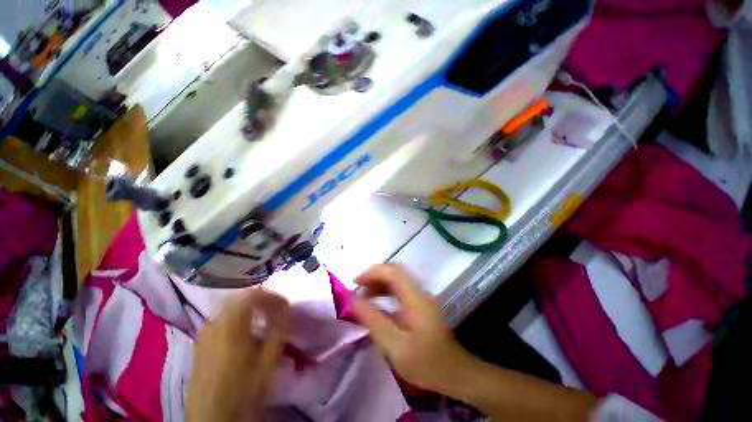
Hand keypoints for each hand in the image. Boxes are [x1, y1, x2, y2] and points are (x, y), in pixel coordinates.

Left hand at [186, 288, 290, 421]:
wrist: (210, 419)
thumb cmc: (241, 391)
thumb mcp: (266, 363)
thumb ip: (277, 333)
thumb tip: (286, 313)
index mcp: (230, 326)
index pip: (252, 295)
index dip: (272, 296)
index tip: (286, 306)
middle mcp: (214, 324)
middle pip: (240, 298)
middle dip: (262, 300)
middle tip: (277, 309)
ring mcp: (205, 333)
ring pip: (231, 308)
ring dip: (251, 308)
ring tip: (265, 319)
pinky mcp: (201, 343)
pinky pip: (223, 320)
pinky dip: (239, 318)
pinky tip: (247, 333)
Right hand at [353, 265, 474, 394]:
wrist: (455, 373)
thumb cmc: (427, 363)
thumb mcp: (396, 347)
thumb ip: (375, 321)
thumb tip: (355, 301)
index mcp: (416, 299)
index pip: (393, 273)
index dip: (373, 272)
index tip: (356, 282)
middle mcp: (420, 292)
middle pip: (395, 273)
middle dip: (374, 276)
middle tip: (357, 287)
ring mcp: (422, 297)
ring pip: (398, 280)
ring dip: (379, 283)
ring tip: (363, 295)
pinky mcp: (421, 304)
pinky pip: (400, 290)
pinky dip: (386, 291)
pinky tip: (377, 304)